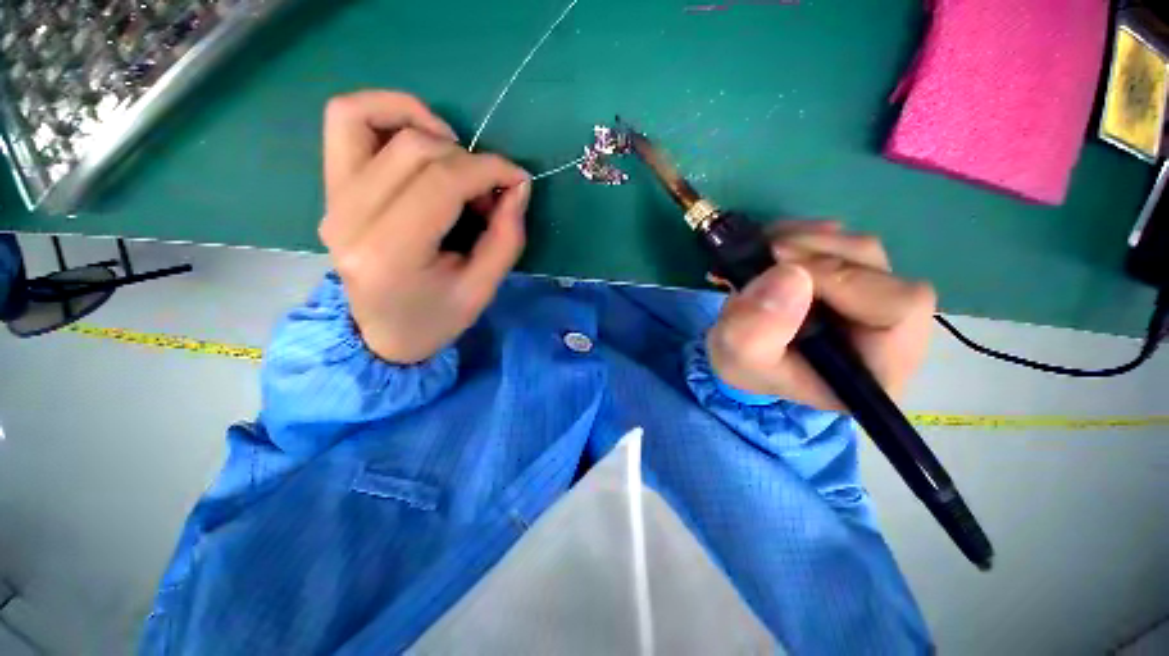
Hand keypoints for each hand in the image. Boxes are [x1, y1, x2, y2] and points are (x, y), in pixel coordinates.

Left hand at [318, 90, 530, 363]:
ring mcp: (332, 199)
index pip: (442, 182)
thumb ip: (506, 236)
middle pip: (415, 149)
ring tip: (456, 161)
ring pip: (374, 119)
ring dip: (429, 128)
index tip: (518, 180)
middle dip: (469, 162)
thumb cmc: (437, 318)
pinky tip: (420, 138)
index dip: (490, 169)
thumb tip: (518, 184)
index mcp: (390, 254)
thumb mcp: (483, 288)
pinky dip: (387, 112)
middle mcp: (350, 218)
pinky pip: (346, 120)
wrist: (383, 335)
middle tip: (489, 194)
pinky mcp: (330, 189)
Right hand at [707, 220, 935, 410]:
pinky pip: (842, 241)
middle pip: (879, 270)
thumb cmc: (747, 366)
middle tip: (766, 253)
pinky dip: (804, 235)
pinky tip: (773, 248)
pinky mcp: (853, 277)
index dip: (841, 278)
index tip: (780, 269)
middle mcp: (891, 330)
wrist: (740, 355)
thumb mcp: (739, 357)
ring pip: (859, 249)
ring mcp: (874, 298)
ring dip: (806, 242)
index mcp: (877, 365)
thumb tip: (790, 274)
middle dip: (816, 253)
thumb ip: (755, 330)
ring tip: (762, 253)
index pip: (898, 307)